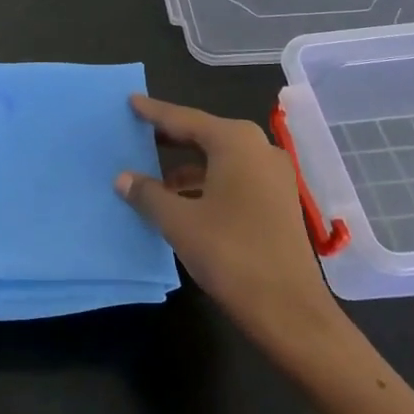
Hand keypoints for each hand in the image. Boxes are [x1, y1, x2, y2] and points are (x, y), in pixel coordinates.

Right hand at [117, 94, 349, 357]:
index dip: (154, 113)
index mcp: (235, 142)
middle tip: (138, 134)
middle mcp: (258, 149)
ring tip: (153, 176)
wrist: (290, 310)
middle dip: (171, 137)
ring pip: (220, 159)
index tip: (131, 102)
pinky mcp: (278, 201)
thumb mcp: (179, 221)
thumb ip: (148, 194)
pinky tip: (182, 201)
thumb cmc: (231, 254)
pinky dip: (206, 183)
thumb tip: (123, 178)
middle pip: (205, 135)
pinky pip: (234, 178)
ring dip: (187, 166)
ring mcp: (273, 176)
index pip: (184, 119)